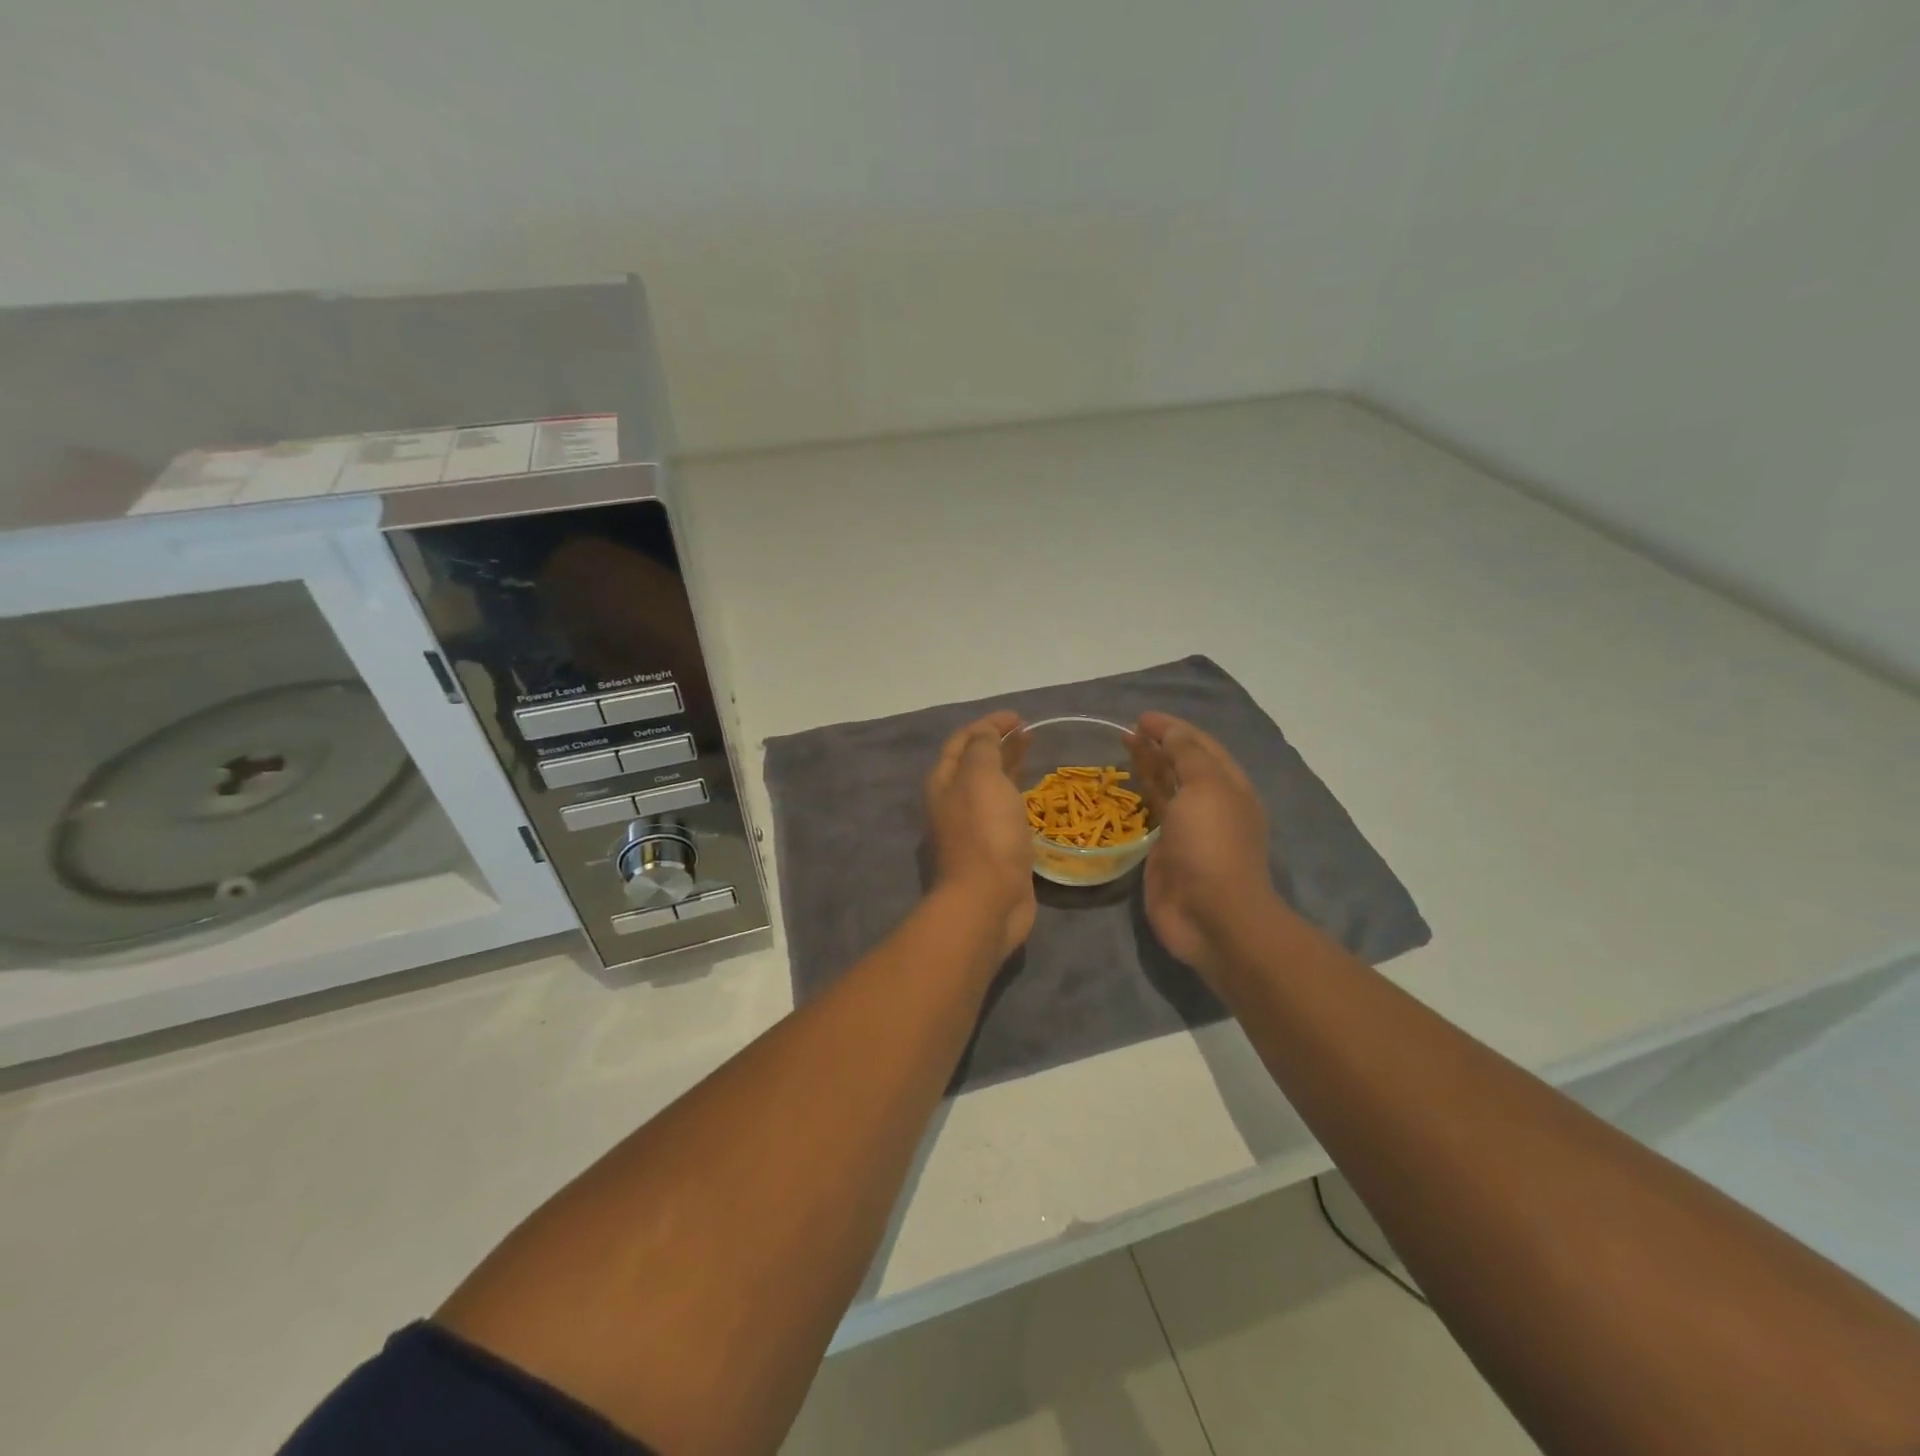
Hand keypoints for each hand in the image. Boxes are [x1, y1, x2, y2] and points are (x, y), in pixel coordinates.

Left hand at [925, 711, 1037, 961]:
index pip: (962, 742)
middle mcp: (952, 803)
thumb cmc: (984, 832)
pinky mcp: (992, 849)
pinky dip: (1016, 795)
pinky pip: (1003, 812)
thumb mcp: (981, 777)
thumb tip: (985, 732)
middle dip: (997, 743)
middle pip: (974, 763)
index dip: (987, 724)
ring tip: (1032, 753)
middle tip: (1028, 732)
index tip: (1018, 717)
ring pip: (989, 787)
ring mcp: (971, 828)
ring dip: (1007, 766)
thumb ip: (983, 748)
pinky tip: (1033, 796)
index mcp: (943, 782)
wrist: (987, 900)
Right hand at [1130, 712, 1283, 984]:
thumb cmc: (1211, 845)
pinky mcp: (1165, 852)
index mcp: (1229, 786)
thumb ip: (1187, 755)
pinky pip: (1152, 815)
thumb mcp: (1205, 788)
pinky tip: (1123, 787)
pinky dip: (1140, 797)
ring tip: (1122, 750)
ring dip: (1148, 767)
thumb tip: (1170, 730)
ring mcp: (1188, 830)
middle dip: (1158, 745)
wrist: (1211, 915)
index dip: (1173, 728)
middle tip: (1126, 732)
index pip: (1200, 746)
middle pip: (1182, 765)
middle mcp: (1210, 804)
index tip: (1141, 717)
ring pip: (1166, 789)